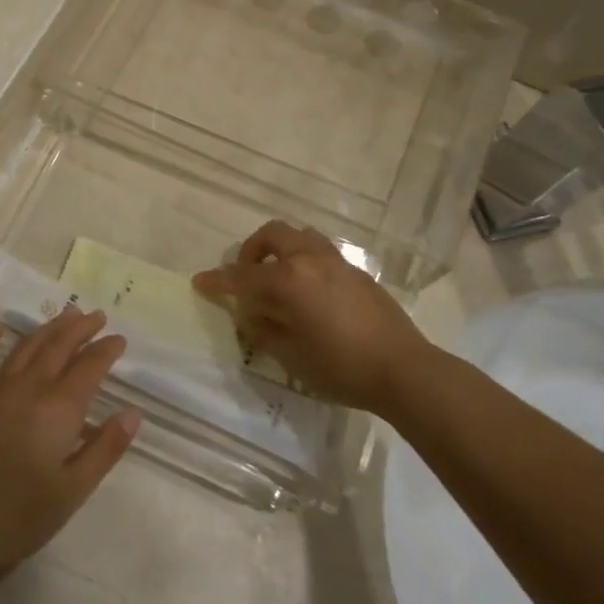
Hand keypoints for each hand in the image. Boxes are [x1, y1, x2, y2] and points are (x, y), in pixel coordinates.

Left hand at [0, 309, 137, 601]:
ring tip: (64, 315)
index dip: (106, 351)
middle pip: (58, 347)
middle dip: (80, 329)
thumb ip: (104, 450)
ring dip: (46, 328)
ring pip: (23, 347)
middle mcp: (26, 388)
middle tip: (96, 316)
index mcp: (58, 410)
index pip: (90, 368)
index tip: (120, 340)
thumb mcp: (71, 493)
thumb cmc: (13, 521)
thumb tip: (132, 414)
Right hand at [193, 222, 433, 415]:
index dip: (218, 281)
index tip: (200, 282)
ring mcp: (336, 262)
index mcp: (288, 280)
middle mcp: (309, 260)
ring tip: (277, 278)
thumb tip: (252, 313)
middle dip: (251, 251)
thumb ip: (264, 328)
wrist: (403, 369)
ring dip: (280, 249)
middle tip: (246, 277)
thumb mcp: (290, 355)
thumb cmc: (340, 368)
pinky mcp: (356, 271)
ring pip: (299, 236)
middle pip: (271, 235)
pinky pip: (320, 252)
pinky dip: (303, 260)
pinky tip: (308, 291)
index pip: (242, 276)